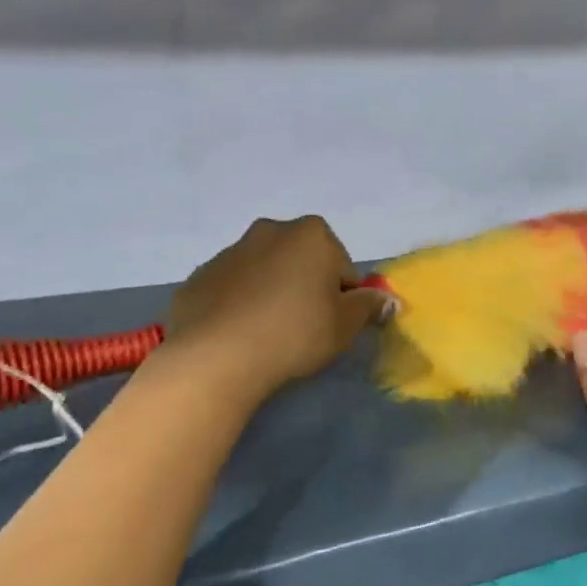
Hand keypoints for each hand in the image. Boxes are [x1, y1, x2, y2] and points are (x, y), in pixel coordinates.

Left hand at [166, 215, 390, 403]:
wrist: (217, 355)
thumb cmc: (295, 333)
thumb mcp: (345, 325)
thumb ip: (369, 306)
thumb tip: (387, 298)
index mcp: (312, 234)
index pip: (341, 266)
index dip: (342, 296)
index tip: (332, 323)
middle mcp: (270, 230)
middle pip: (301, 260)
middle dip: (305, 286)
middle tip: (303, 328)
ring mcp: (229, 251)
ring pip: (264, 272)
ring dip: (270, 293)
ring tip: (267, 336)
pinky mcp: (199, 276)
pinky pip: (231, 289)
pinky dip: (238, 304)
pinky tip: (238, 336)